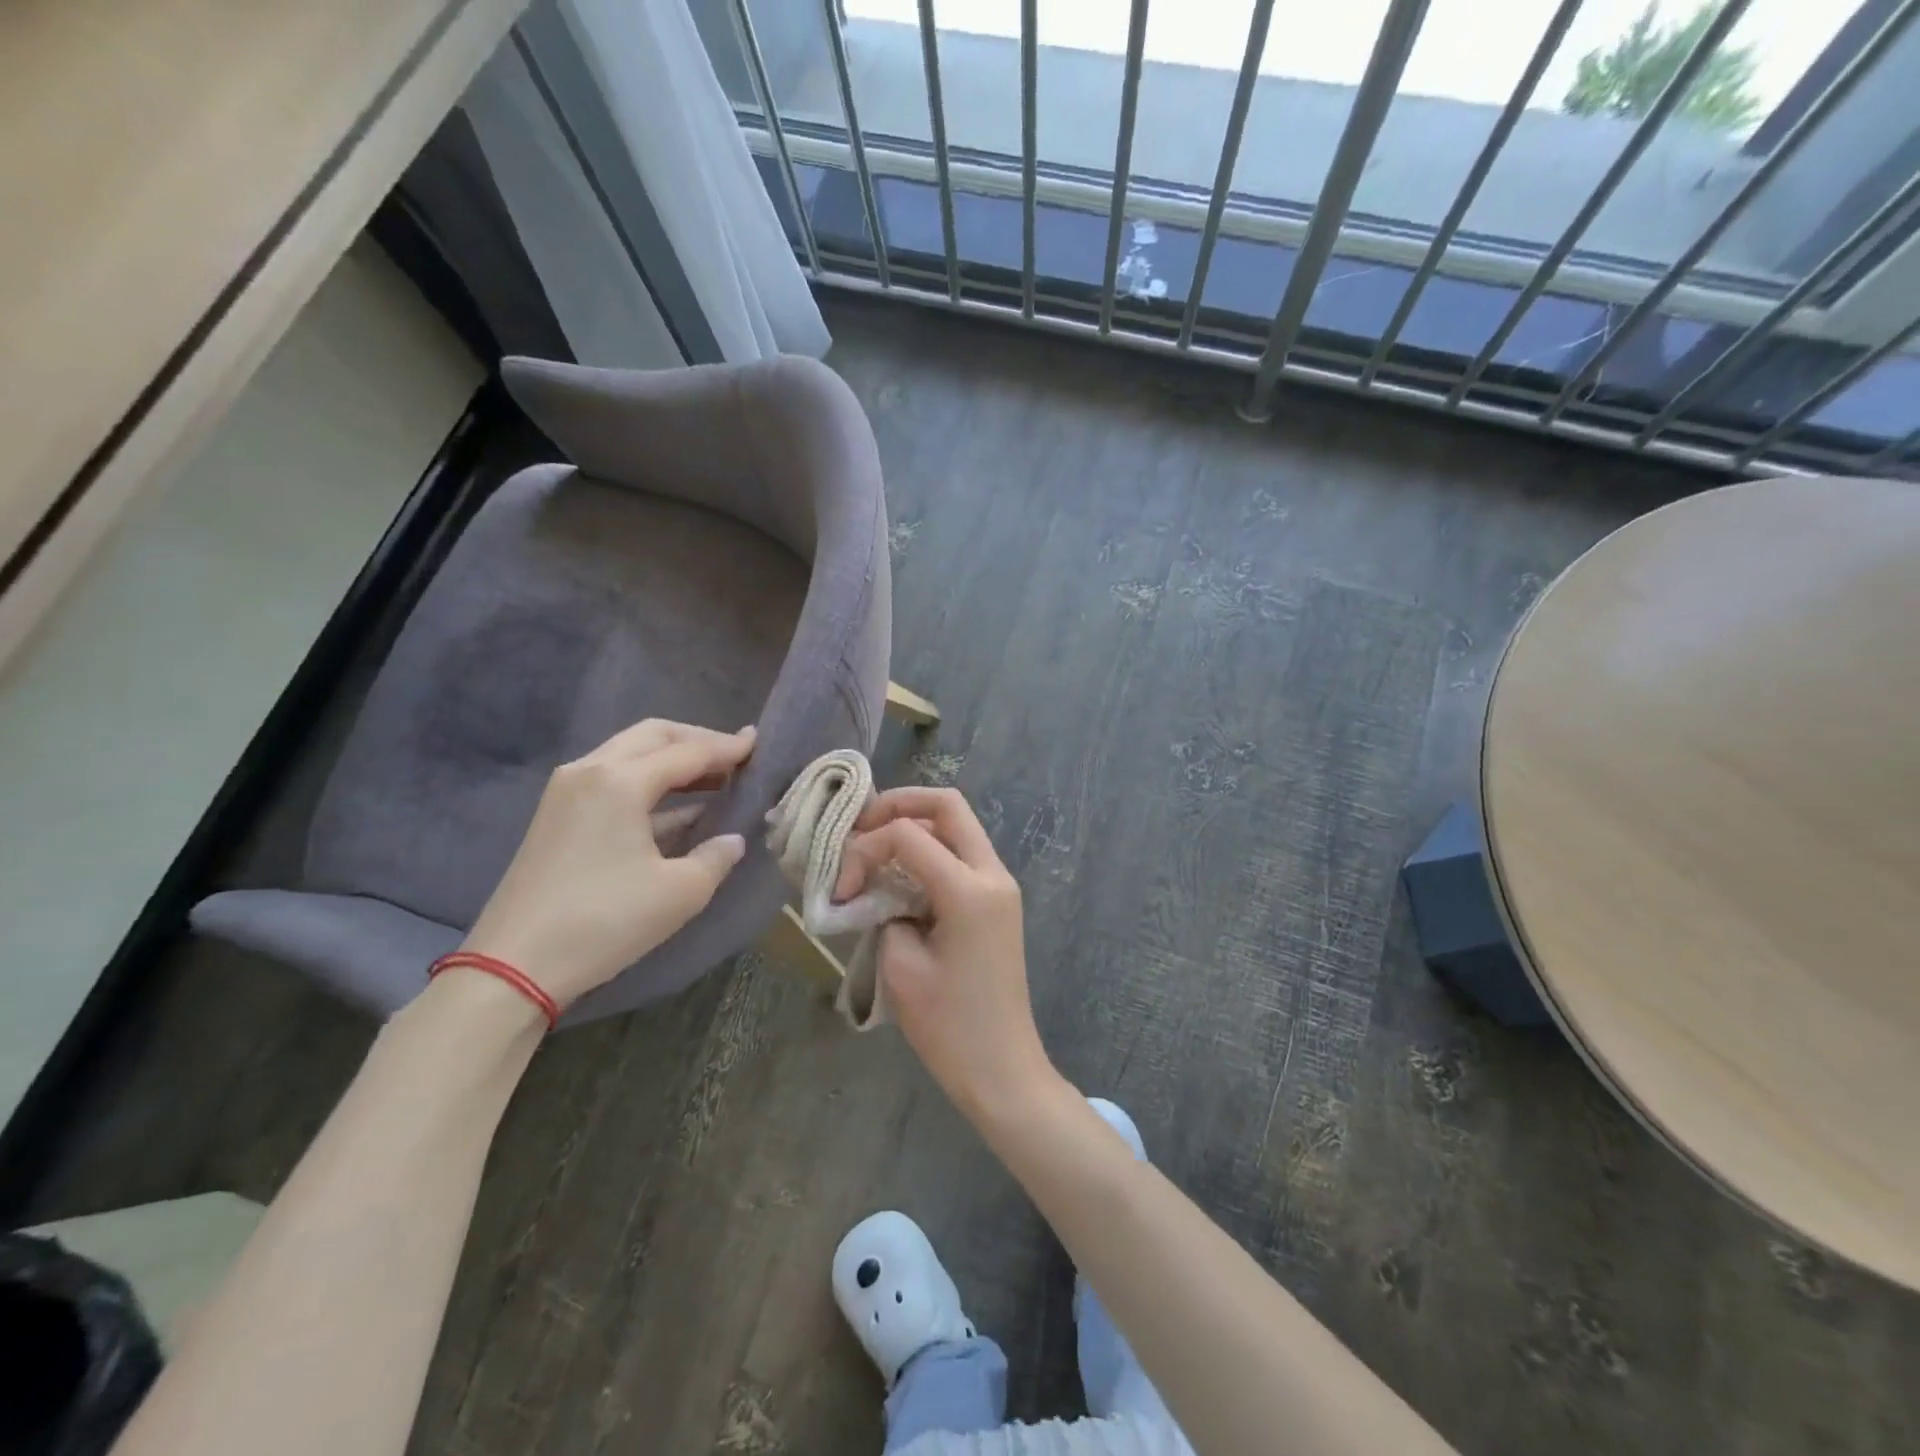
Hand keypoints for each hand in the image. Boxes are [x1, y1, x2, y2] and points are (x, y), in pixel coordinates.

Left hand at [460, 720, 754, 1009]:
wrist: (513, 966)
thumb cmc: (605, 921)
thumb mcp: (680, 893)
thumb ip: (716, 857)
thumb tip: (732, 839)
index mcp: (620, 781)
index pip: (687, 752)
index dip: (727, 749)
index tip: (759, 743)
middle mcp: (589, 771)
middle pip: (652, 736)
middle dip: (697, 741)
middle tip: (734, 756)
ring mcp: (566, 791)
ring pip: (628, 755)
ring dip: (671, 760)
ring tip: (712, 778)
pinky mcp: (556, 816)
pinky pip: (612, 779)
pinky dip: (648, 783)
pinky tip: (677, 808)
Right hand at [836, 788, 1056, 1122]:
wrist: (1001, 1068)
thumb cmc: (948, 1026)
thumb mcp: (900, 965)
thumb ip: (883, 910)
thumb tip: (877, 889)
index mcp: (969, 889)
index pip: (909, 835)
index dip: (865, 848)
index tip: (841, 887)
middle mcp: (992, 874)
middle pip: (947, 806)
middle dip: (898, 806)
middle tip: (859, 829)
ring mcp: (1000, 886)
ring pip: (957, 826)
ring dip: (914, 827)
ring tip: (873, 849)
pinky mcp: (998, 902)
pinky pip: (962, 856)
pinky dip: (930, 852)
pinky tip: (898, 874)